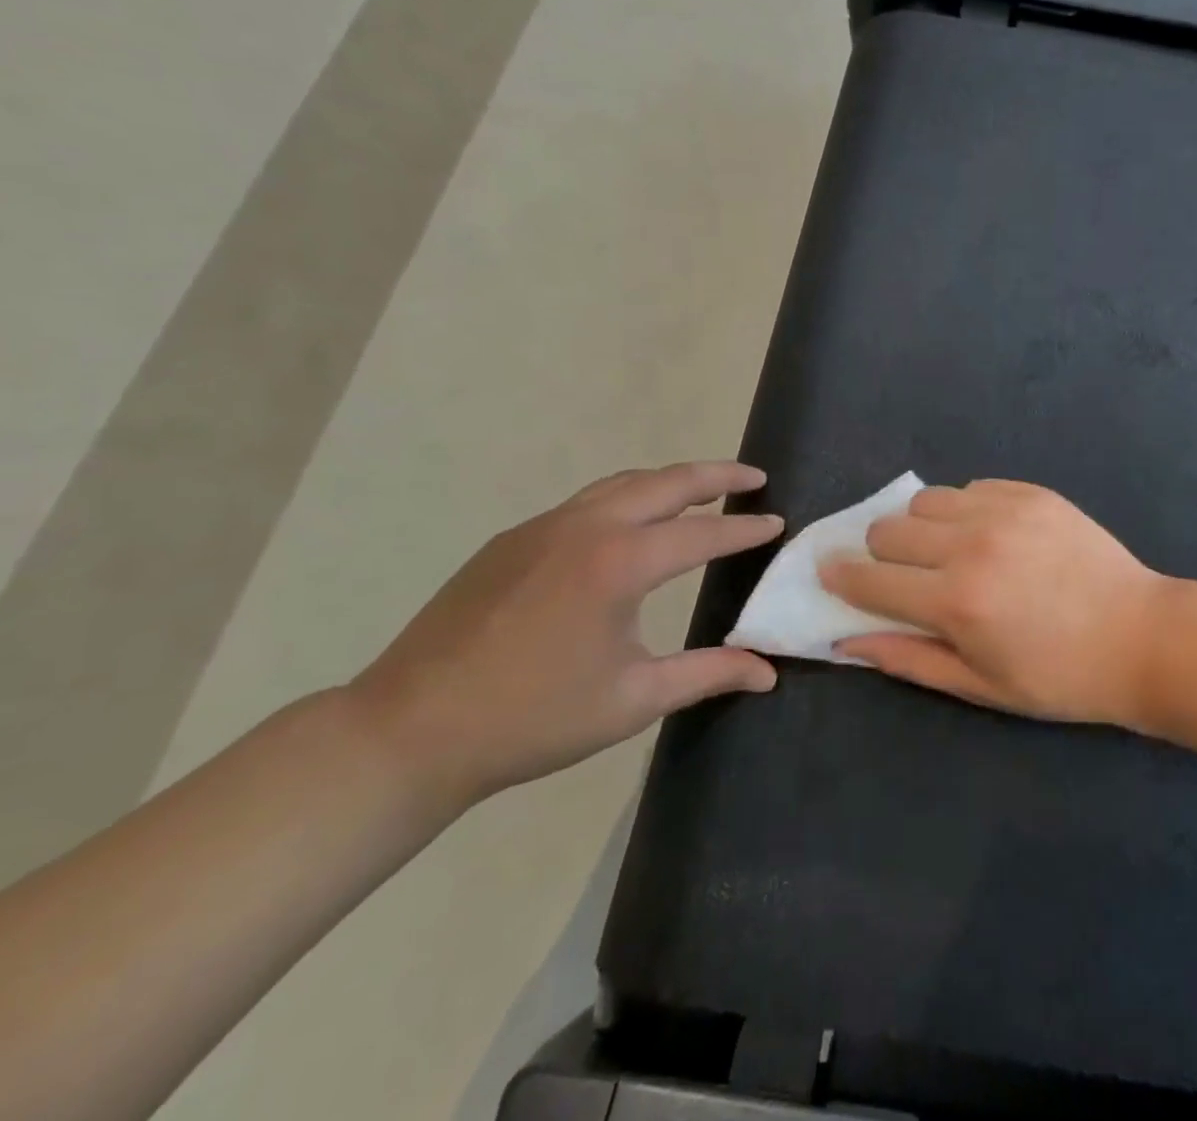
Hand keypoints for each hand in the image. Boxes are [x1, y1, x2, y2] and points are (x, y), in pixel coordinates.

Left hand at [346, 462, 781, 809]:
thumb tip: (768, 671)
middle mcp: (586, 528)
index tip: (777, 521)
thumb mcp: (634, 700)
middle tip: (755, 476)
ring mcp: (543, 527)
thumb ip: (708, 674)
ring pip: (622, 483)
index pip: (703, 532)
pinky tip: (633, 525)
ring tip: (704, 490)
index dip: (745, 529)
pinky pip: (586, 501)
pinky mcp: (513, 540)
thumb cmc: (534, 719)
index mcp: (620, 564)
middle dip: (717, 474)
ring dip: (670, 480)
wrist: (410, 731)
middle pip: (666, 482)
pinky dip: (627, 497)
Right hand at [822, 480, 1168, 727]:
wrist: (1142, 636)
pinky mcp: (1031, 492)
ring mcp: (1003, 510)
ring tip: (948, 550)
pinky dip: (965, 509)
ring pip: (925, 499)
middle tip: (905, 576)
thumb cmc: (1060, 677)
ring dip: (922, 526)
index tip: (830, 572)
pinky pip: (971, 487)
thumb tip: (847, 641)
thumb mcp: (981, 686)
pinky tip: (991, 535)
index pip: (870, 580)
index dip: (840, 577)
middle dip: (881, 554)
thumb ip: (909, 659)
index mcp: (955, 602)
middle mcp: (971, 546)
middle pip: (888, 528)